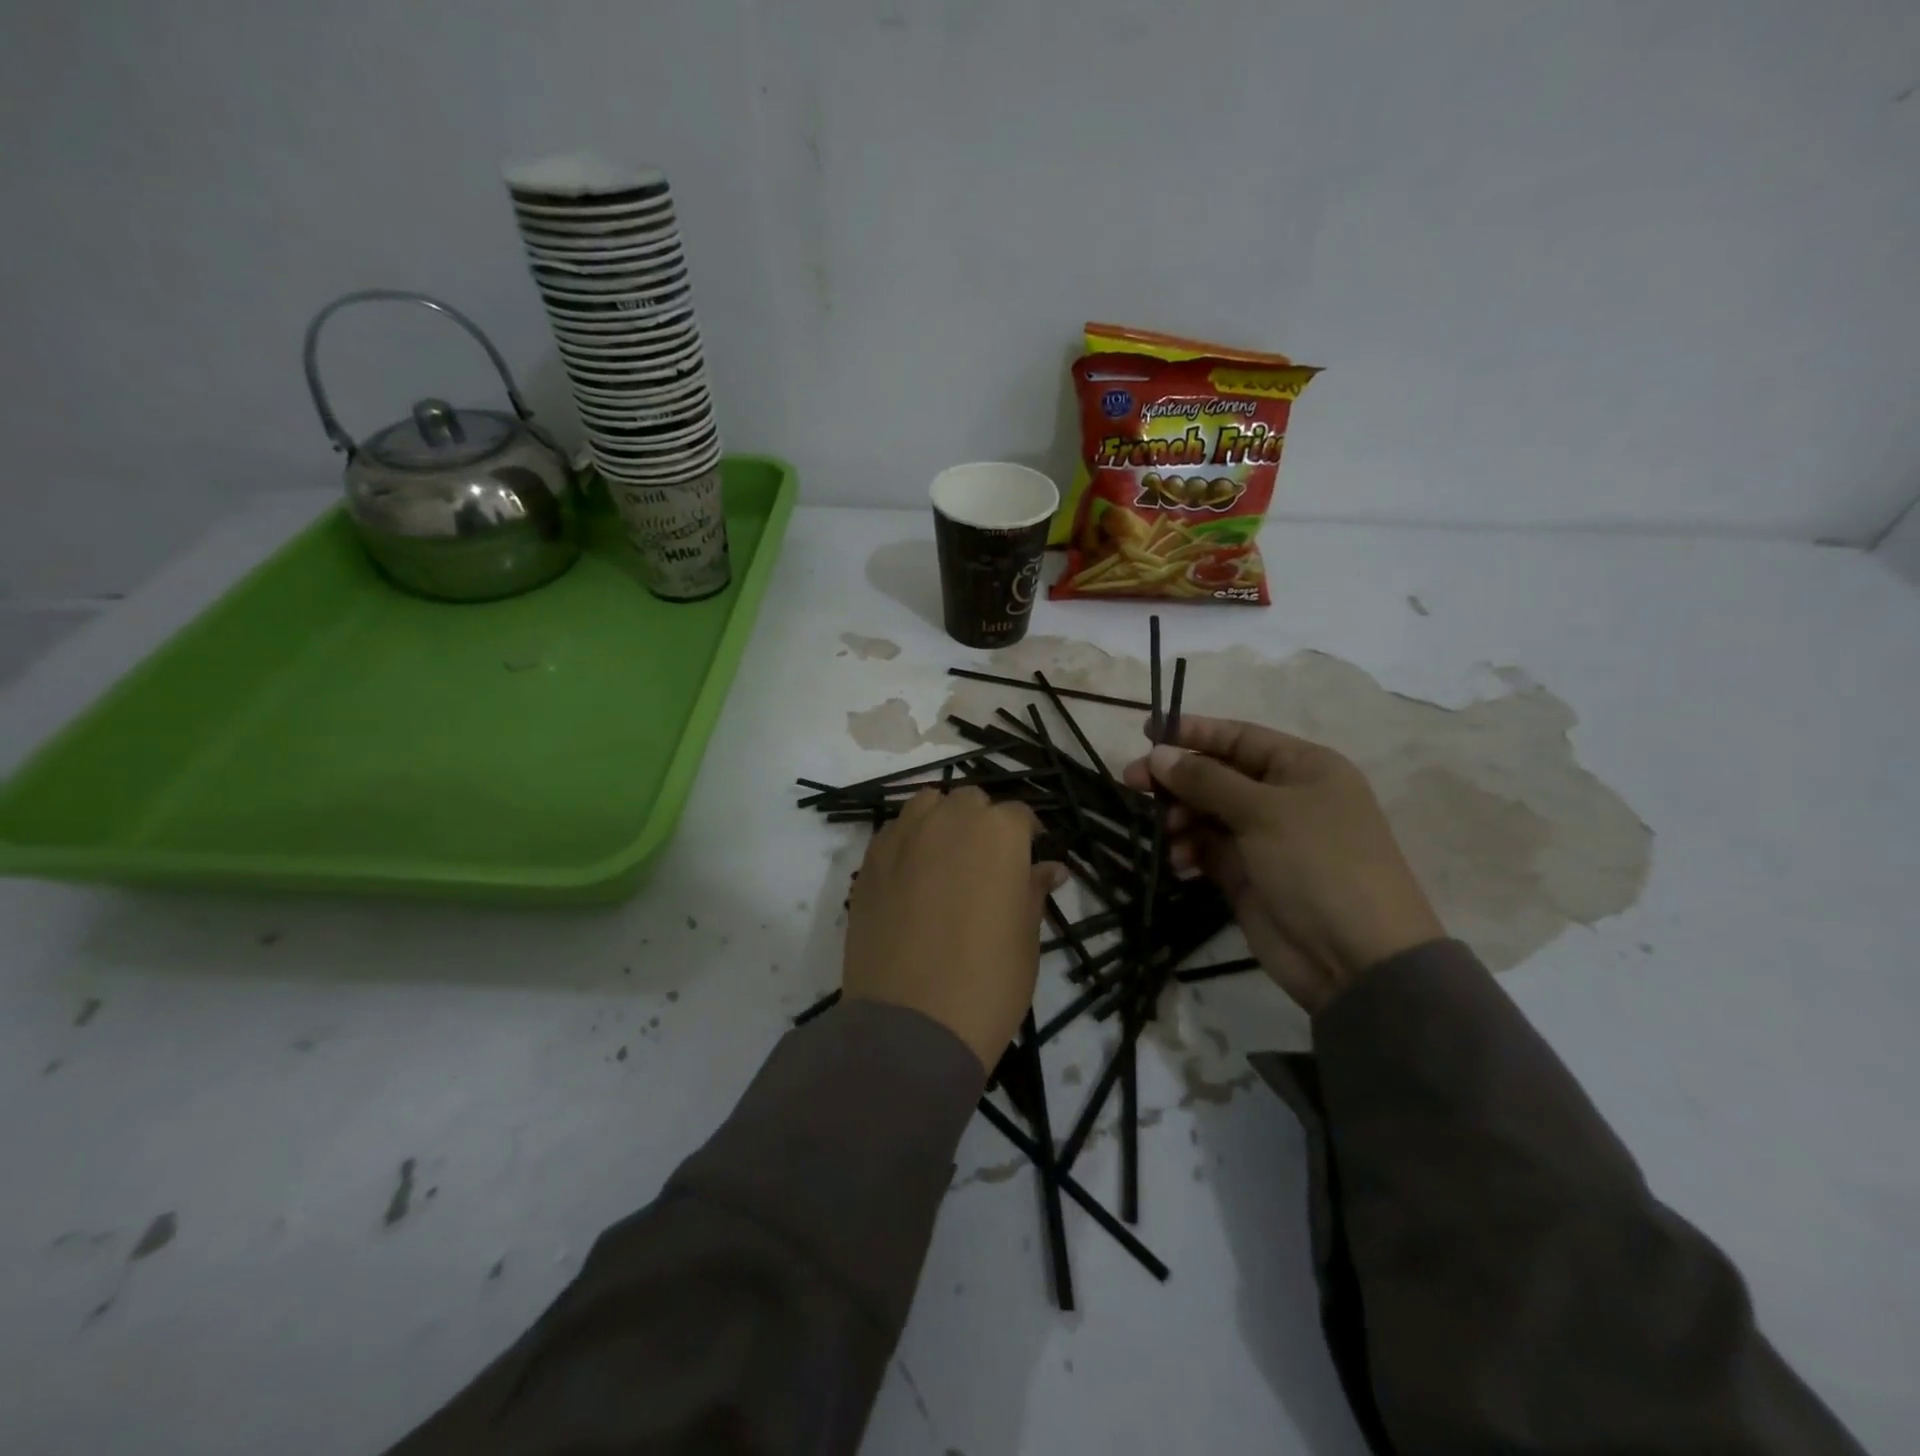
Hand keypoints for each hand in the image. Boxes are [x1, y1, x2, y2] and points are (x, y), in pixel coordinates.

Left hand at [842, 788, 1066, 1071]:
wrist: (912, 1023)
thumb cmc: (989, 981)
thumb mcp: (1027, 936)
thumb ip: (1034, 889)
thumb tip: (1050, 868)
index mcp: (999, 831)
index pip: (1019, 815)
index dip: (1025, 837)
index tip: (1026, 862)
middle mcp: (950, 819)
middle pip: (970, 801)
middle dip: (982, 823)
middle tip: (986, 866)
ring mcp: (904, 836)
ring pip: (927, 805)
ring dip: (941, 821)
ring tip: (946, 861)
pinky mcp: (869, 860)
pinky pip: (894, 833)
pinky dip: (908, 842)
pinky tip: (912, 878)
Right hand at [1123, 717, 1443, 1013]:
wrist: (1356, 957)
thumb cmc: (1318, 863)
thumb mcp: (1263, 812)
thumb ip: (1206, 780)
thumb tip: (1158, 754)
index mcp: (1302, 768)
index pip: (1239, 737)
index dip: (1193, 732)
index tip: (1148, 732)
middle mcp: (1283, 797)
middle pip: (1216, 774)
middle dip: (1176, 778)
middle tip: (1132, 782)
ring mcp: (1264, 838)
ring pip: (1206, 813)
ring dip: (1180, 817)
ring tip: (1168, 833)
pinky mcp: (1246, 874)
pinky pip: (1206, 849)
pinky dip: (1189, 850)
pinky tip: (1180, 861)